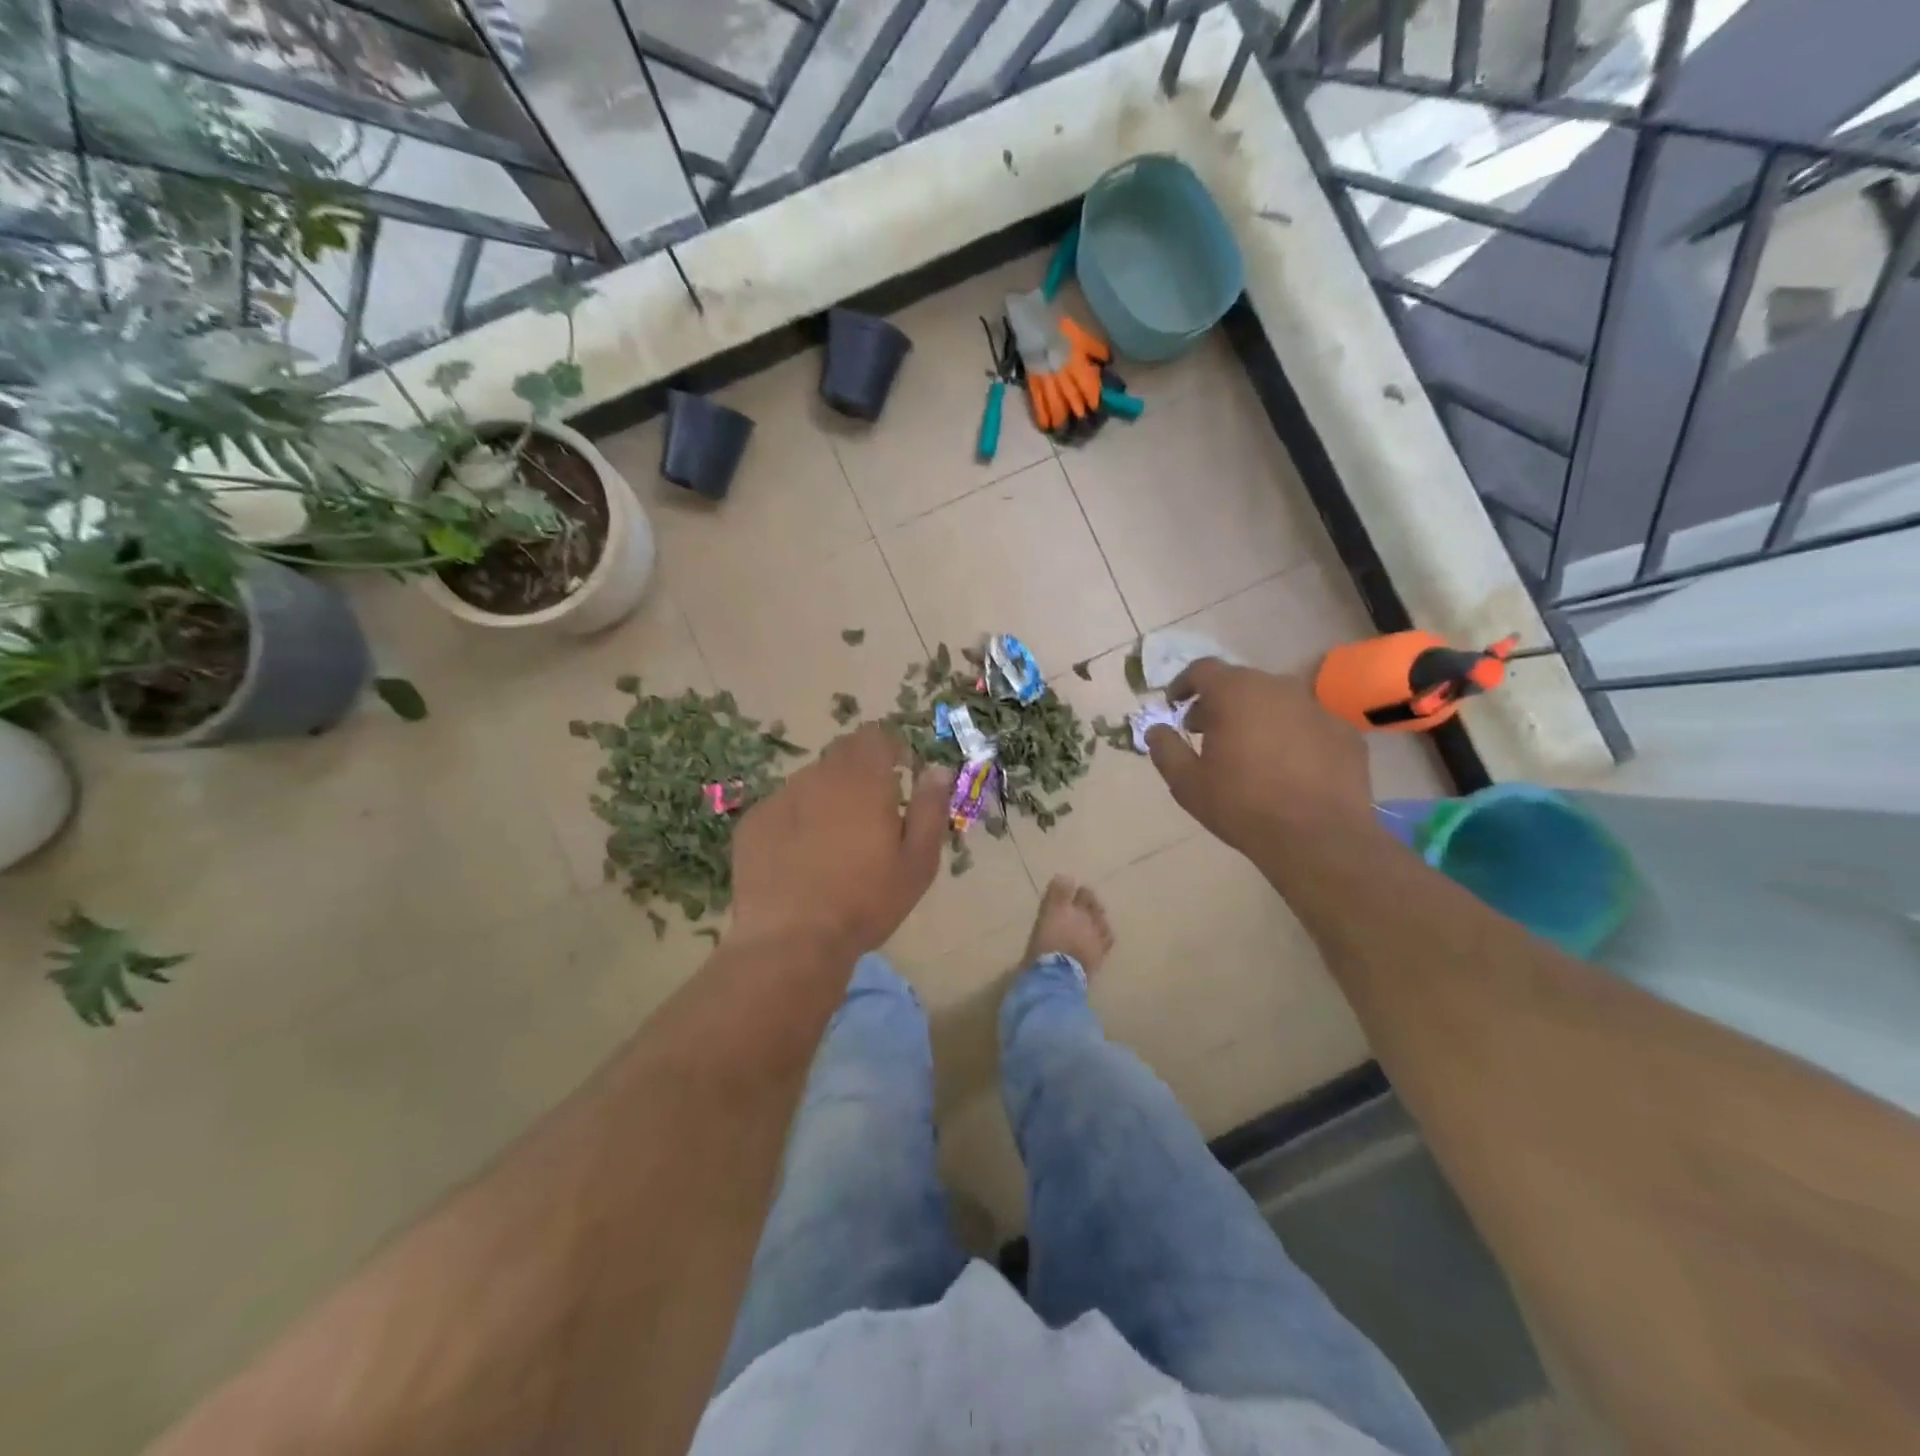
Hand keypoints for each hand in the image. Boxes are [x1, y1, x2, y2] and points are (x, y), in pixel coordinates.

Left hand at [731, 724, 953, 952]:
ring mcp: (780, 797)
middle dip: (861, 772)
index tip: (901, 774)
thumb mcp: (917, 861)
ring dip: (828, 797)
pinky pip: (783, 808)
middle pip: (842, 754)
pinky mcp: (753, 823)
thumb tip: (937, 769)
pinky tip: (800, 860)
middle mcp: (818, 776)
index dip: (891, 749)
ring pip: (811, 782)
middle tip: (871, 814)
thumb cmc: (866, 901)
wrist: (791, 940)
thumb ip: (930, 809)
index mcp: (863, 779)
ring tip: (834, 843)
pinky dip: (797, 821)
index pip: (876, 736)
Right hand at [1145, 658, 1373, 857]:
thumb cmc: (1242, 806)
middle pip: (1241, 683)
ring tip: (1249, 750)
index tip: (1175, 705)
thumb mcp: (1187, 783)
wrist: (1318, 837)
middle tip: (1207, 732)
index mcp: (1235, 693)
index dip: (1184, 684)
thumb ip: (1165, 750)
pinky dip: (1292, 735)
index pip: (1202, 669)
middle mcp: (1278, 687)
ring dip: (1257, 716)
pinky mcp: (1345, 731)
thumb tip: (1156, 730)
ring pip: (1277, 701)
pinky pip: (1308, 724)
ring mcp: (1317, 707)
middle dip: (1219, 702)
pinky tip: (1288, 767)